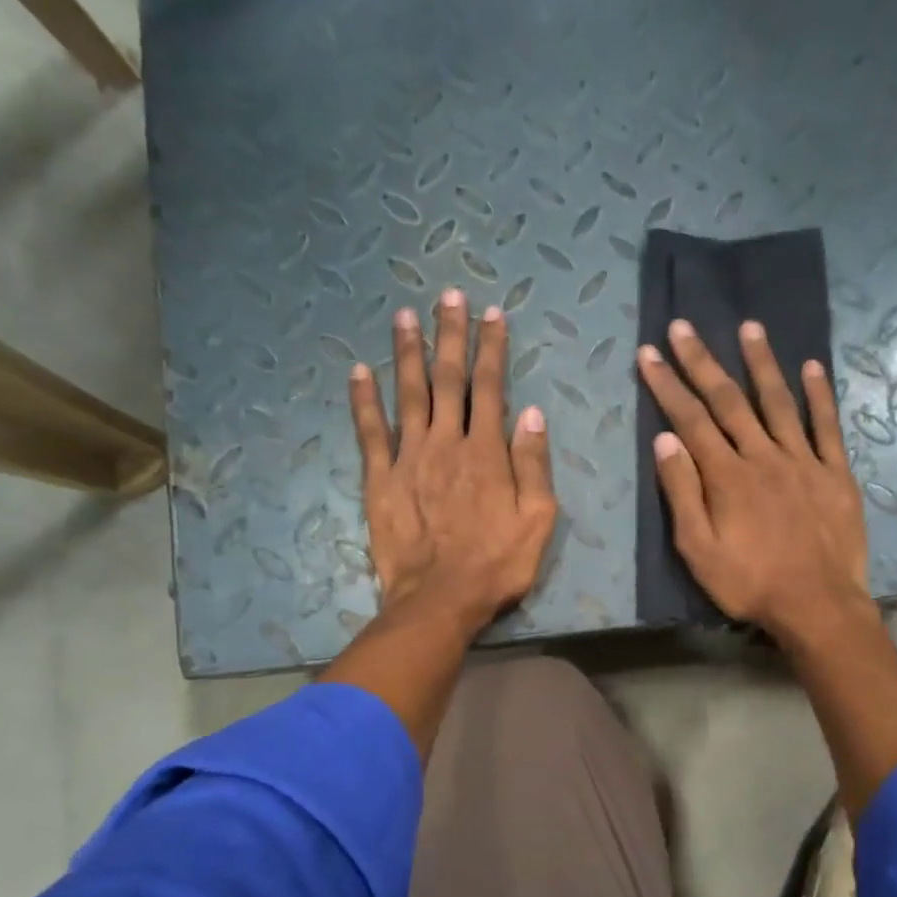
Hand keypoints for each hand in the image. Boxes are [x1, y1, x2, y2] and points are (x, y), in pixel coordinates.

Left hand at [350, 288, 556, 634]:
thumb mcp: (537, 520)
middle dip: (450, 336)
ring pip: (408, 395)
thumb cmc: (497, 564)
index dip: (492, 349)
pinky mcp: (380, 480)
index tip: (492, 314)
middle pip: (448, 380)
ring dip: (407, 353)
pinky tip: (359, 372)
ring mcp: (409, 459)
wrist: (440, 600)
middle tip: (448, 296)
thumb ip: (533, 463)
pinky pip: (370, 433)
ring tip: (404, 316)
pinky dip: (364, 401)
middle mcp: (446, 443)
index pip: (491, 388)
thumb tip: (532, 412)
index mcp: (486, 452)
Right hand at [638, 319, 869, 645]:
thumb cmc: (750, 583)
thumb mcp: (699, 550)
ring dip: (761, 363)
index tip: (649, 354)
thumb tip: (665, 441)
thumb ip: (682, 493)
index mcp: (726, 476)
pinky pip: (827, 426)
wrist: (817, 605)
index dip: (667, 385)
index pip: (690, 421)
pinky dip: (819, 395)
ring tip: (749, 327)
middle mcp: (763, 456)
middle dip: (702, 362)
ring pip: (778, 402)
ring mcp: (803, 460)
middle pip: (728, 401)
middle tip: (682, 326)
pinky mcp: (835, 473)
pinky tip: (812, 366)